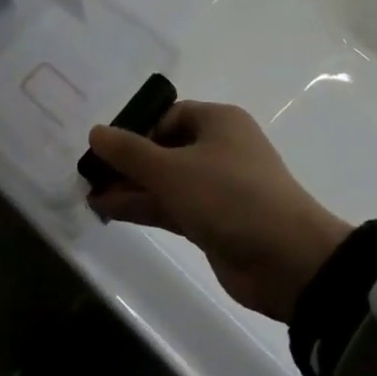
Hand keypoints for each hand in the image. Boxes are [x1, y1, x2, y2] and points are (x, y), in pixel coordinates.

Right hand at [86, 101, 351, 322]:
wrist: (288, 260)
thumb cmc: (230, 197)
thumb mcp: (173, 170)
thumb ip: (131, 152)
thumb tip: (96, 132)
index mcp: (217, 121)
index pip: (167, 115)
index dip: (135, 128)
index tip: (104, 148)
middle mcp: (218, 148)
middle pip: (164, 148)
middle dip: (128, 161)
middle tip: (89, 174)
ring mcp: (217, 187)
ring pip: (166, 180)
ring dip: (131, 187)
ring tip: (90, 195)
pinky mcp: (214, 221)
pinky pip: (172, 206)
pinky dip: (144, 207)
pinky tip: (108, 211)